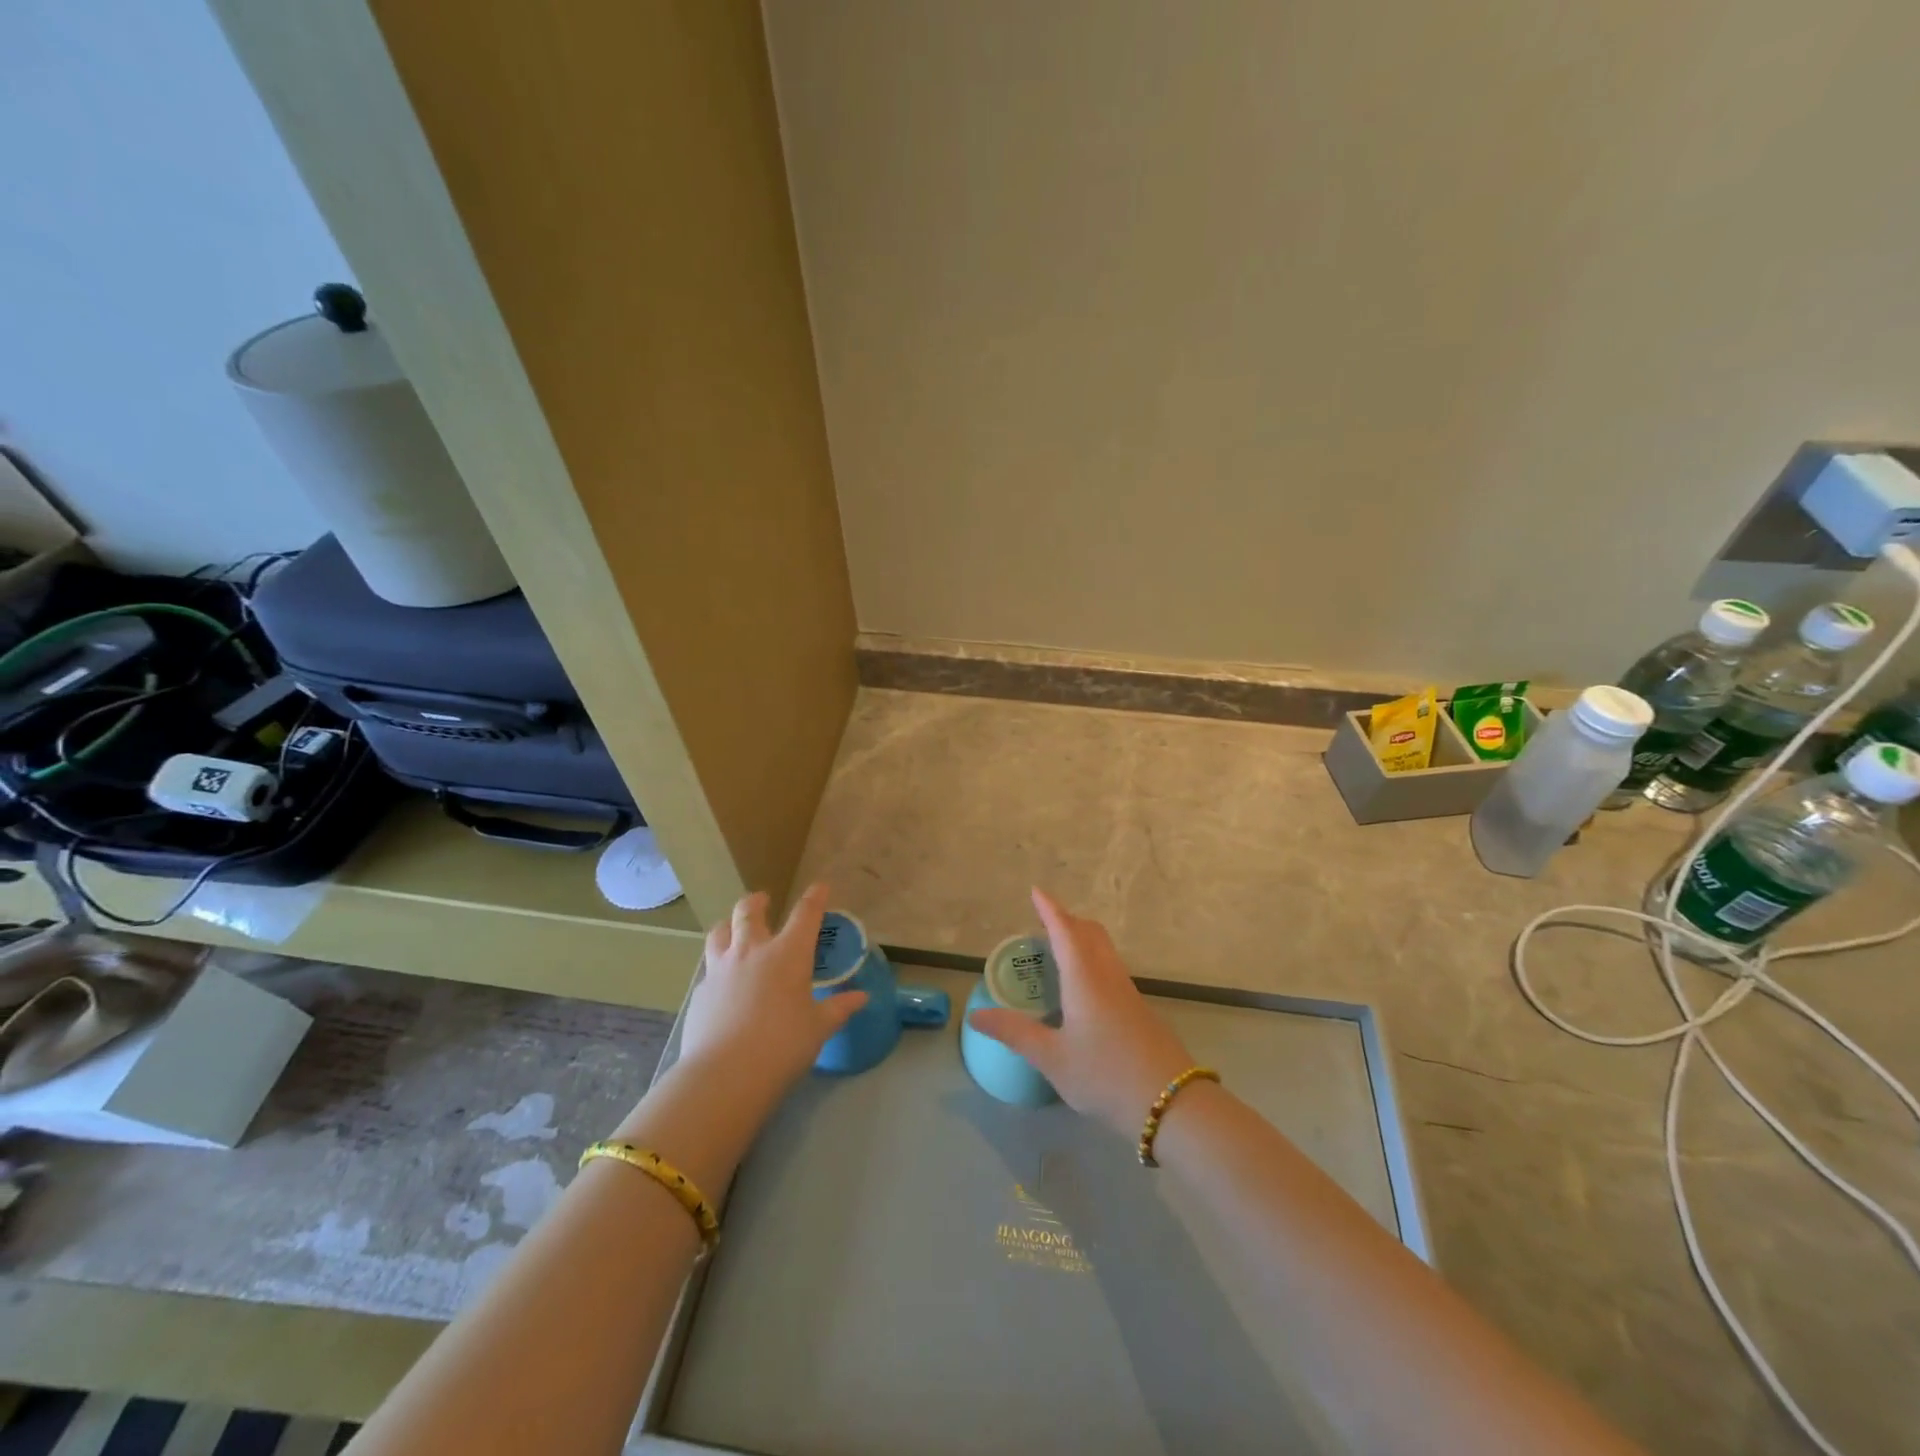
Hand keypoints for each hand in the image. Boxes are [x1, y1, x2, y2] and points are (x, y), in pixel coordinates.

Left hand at [679, 883, 868, 1093]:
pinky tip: (722, 981)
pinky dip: (718, 965)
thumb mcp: (818, 1028)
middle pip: (749, 912)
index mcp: (788, 954)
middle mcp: (752, 952)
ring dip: (729, 925)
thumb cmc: (782, 1046)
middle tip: (763, 900)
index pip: (805, 915)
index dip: (814, 898)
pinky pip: (709, 967)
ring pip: (720, 932)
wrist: (725, 1075)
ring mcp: (721, 969)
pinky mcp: (700, 992)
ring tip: (733, 928)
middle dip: (758, 902)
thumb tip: (861, 997)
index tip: (819, 887)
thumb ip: (838, 1009)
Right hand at [967, 888, 1196, 1137]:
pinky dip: (1092, 960)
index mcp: (1084, 978)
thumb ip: (1015, 1032)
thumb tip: (977, 1014)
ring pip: (1104, 950)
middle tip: (1043, 922)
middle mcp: (1108, 976)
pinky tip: (1082, 988)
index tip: (1036, 891)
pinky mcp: (1139, 1010)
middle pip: (1090, 933)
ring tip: (1058, 950)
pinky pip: (1111, 968)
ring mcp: (1128, 992)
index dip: (1049, 910)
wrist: (1170, 1104)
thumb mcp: (1052, 1058)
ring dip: (1082, 939)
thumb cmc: (1105, 1075)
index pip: (1065, 931)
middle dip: (1067, 920)